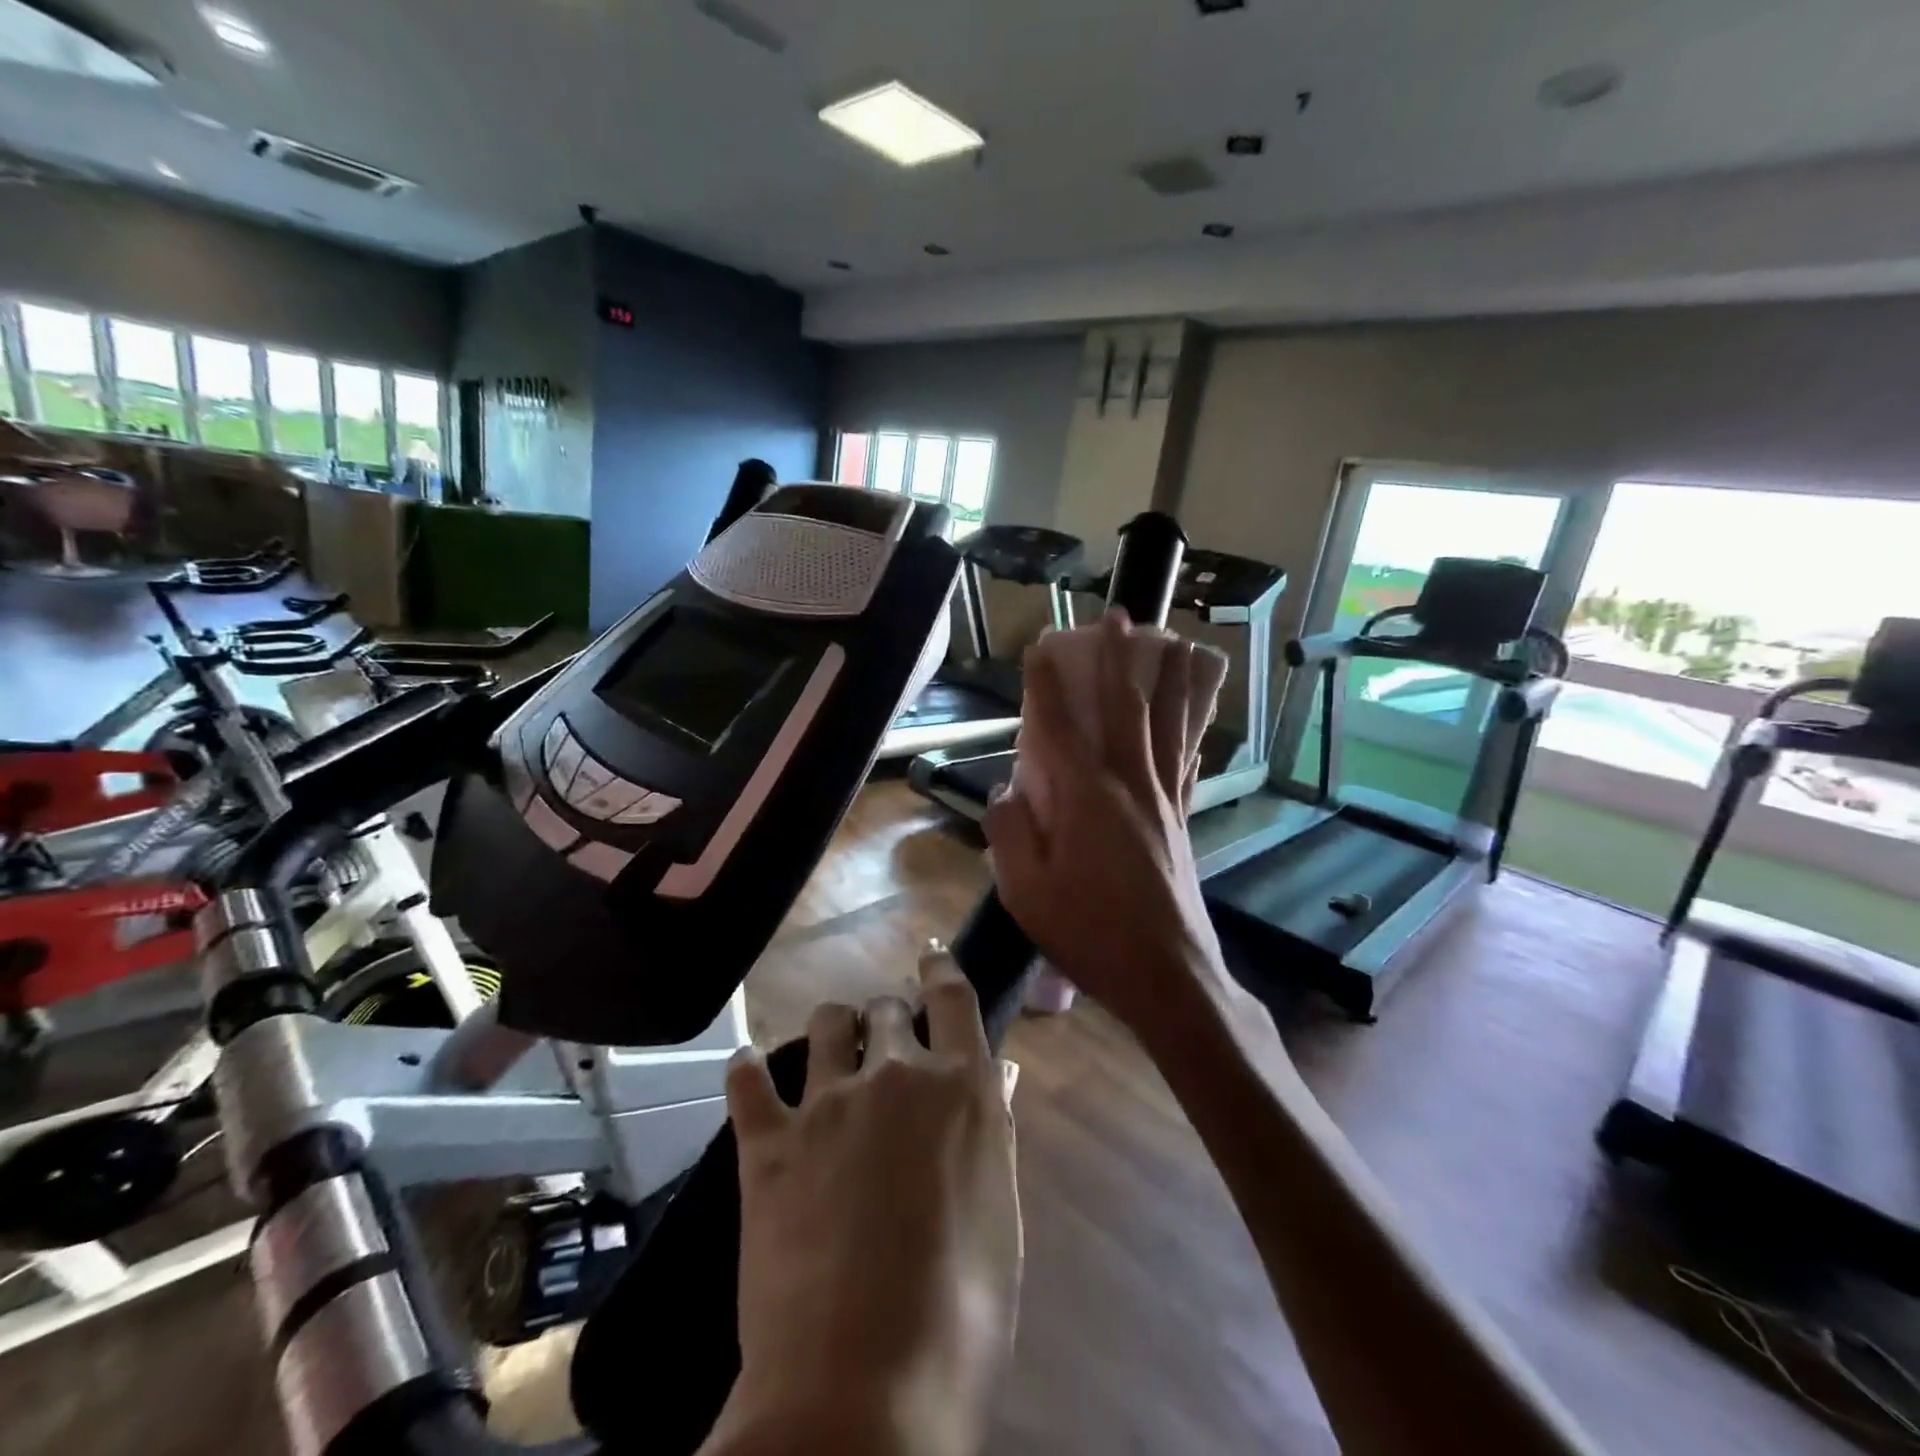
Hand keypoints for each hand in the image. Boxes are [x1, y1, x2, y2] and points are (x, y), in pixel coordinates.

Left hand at [709, 952, 1021, 1455]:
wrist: (862, 1390)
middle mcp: (896, 1075)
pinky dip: (747, 1069)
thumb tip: (1000, 1073)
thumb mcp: (999, 1216)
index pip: (952, 997)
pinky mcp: (769, 1142)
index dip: (940, 967)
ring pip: (825, 1024)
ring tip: (831, 1052)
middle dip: (887, 1015)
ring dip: (832, 1029)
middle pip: (887, 1008)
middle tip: (884, 1040)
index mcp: (960, 1089)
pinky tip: (746, 1069)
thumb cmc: (961, 1313)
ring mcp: (828, 1104)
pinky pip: (747, 1079)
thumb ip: (992, 1129)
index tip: (929, 955)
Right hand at [984, 612, 1237, 1038]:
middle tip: (1119, 617)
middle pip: (1126, 706)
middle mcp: (1130, 784)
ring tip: (1173, 641)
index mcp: (1086, 797)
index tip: (1039, 647)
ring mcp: (1163, 799)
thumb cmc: (1091, 933)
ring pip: (1168, 723)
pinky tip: (1195, 713)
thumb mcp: (1026, 892)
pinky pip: (1186, 758)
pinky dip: (1191, 726)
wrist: (1168, 976)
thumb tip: (1005, 793)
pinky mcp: (1181, 819)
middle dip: (1118, 658)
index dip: (1046, 683)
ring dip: (1168, 678)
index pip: (1059, 725)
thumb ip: (1009, 833)